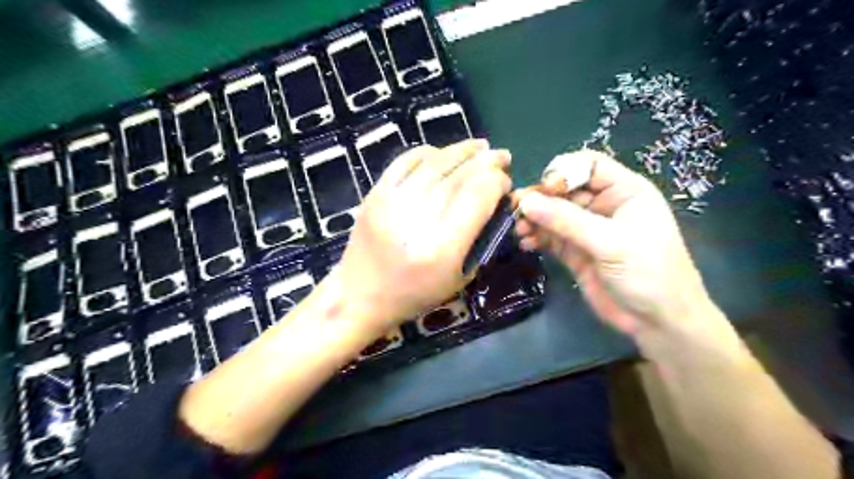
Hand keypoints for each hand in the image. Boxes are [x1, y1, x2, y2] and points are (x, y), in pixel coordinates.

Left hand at [337, 140, 509, 330]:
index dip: (498, 183)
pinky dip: (428, 152)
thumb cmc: (414, 293)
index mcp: (442, 246)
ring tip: (480, 147)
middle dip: (487, 162)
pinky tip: (443, 153)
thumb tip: (494, 202)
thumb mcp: (459, 277)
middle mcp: (419, 218)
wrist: (360, 293)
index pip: (478, 196)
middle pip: (460, 175)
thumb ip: (479, 238)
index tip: (506, 183)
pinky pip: (406, 160)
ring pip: (435, 161)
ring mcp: (393, 200)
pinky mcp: (376, 192)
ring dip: (463, 150)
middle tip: (502, 157)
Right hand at [514, 150, 715, 339]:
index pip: (588, 165)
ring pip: (553, 213)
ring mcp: (587, 230)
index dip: (563, 171)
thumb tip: (526, 202)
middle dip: (541, 197)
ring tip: (520, 229)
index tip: (545, 189)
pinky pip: (550, 237)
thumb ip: (567, 221)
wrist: (658, 321)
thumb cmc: (648, 273)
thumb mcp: (611, 242)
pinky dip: (536, 237)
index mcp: (624, 191)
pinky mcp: (575, 251)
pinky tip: (526, 243)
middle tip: (517, 208)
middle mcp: (603, 205)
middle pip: (564, 189)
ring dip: (534, 218)